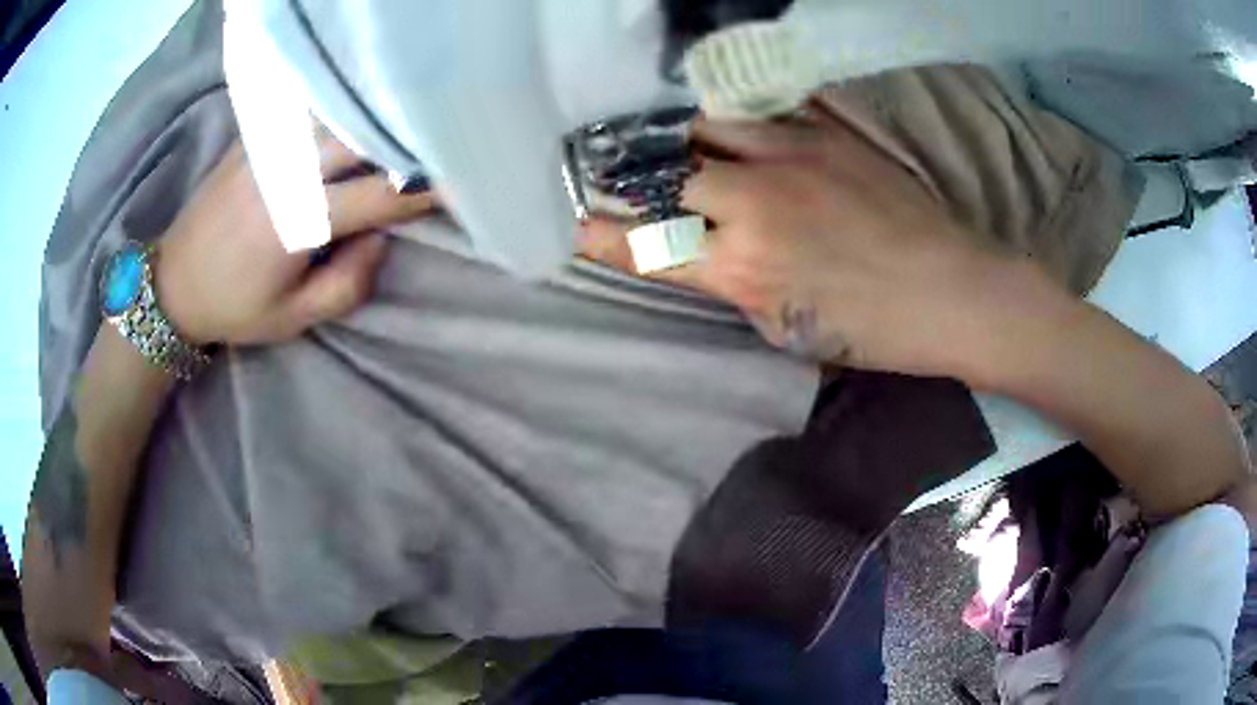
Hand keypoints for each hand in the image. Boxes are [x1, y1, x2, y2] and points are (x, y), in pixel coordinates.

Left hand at [155, 128, 438, 344]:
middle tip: (443, 143)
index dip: (427, 189)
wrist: (173, 283)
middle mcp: (286, 172)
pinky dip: (339, 109)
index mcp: (297, 223)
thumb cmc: (234, 306)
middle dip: (408, 140)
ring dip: (376, 118)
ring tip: (406, 122)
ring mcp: (268, 147)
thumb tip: (381, 238)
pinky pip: (306, 110)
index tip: (463, 184)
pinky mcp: (254, 138)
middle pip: (364, 137)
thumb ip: (347, 284)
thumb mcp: (292, 320)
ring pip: (337, 114)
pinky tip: (357, 111)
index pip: (380, 195)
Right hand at [582, 113, 1068, 378]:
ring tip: (679, 143)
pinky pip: (759, 109)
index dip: (600, 234)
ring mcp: (790, 157)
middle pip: (664, 172)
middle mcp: (753, 204)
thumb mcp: (787, 329)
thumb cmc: (873, 330)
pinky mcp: (824, 133)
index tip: (573, 223)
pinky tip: (732, 125)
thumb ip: (737, 284)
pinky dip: (733, 118)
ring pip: (703, 125)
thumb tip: (708, 253)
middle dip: (635, 176)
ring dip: (682, 137)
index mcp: (741, 269)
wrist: (953, 290)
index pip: (645, 245)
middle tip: (624, 174)